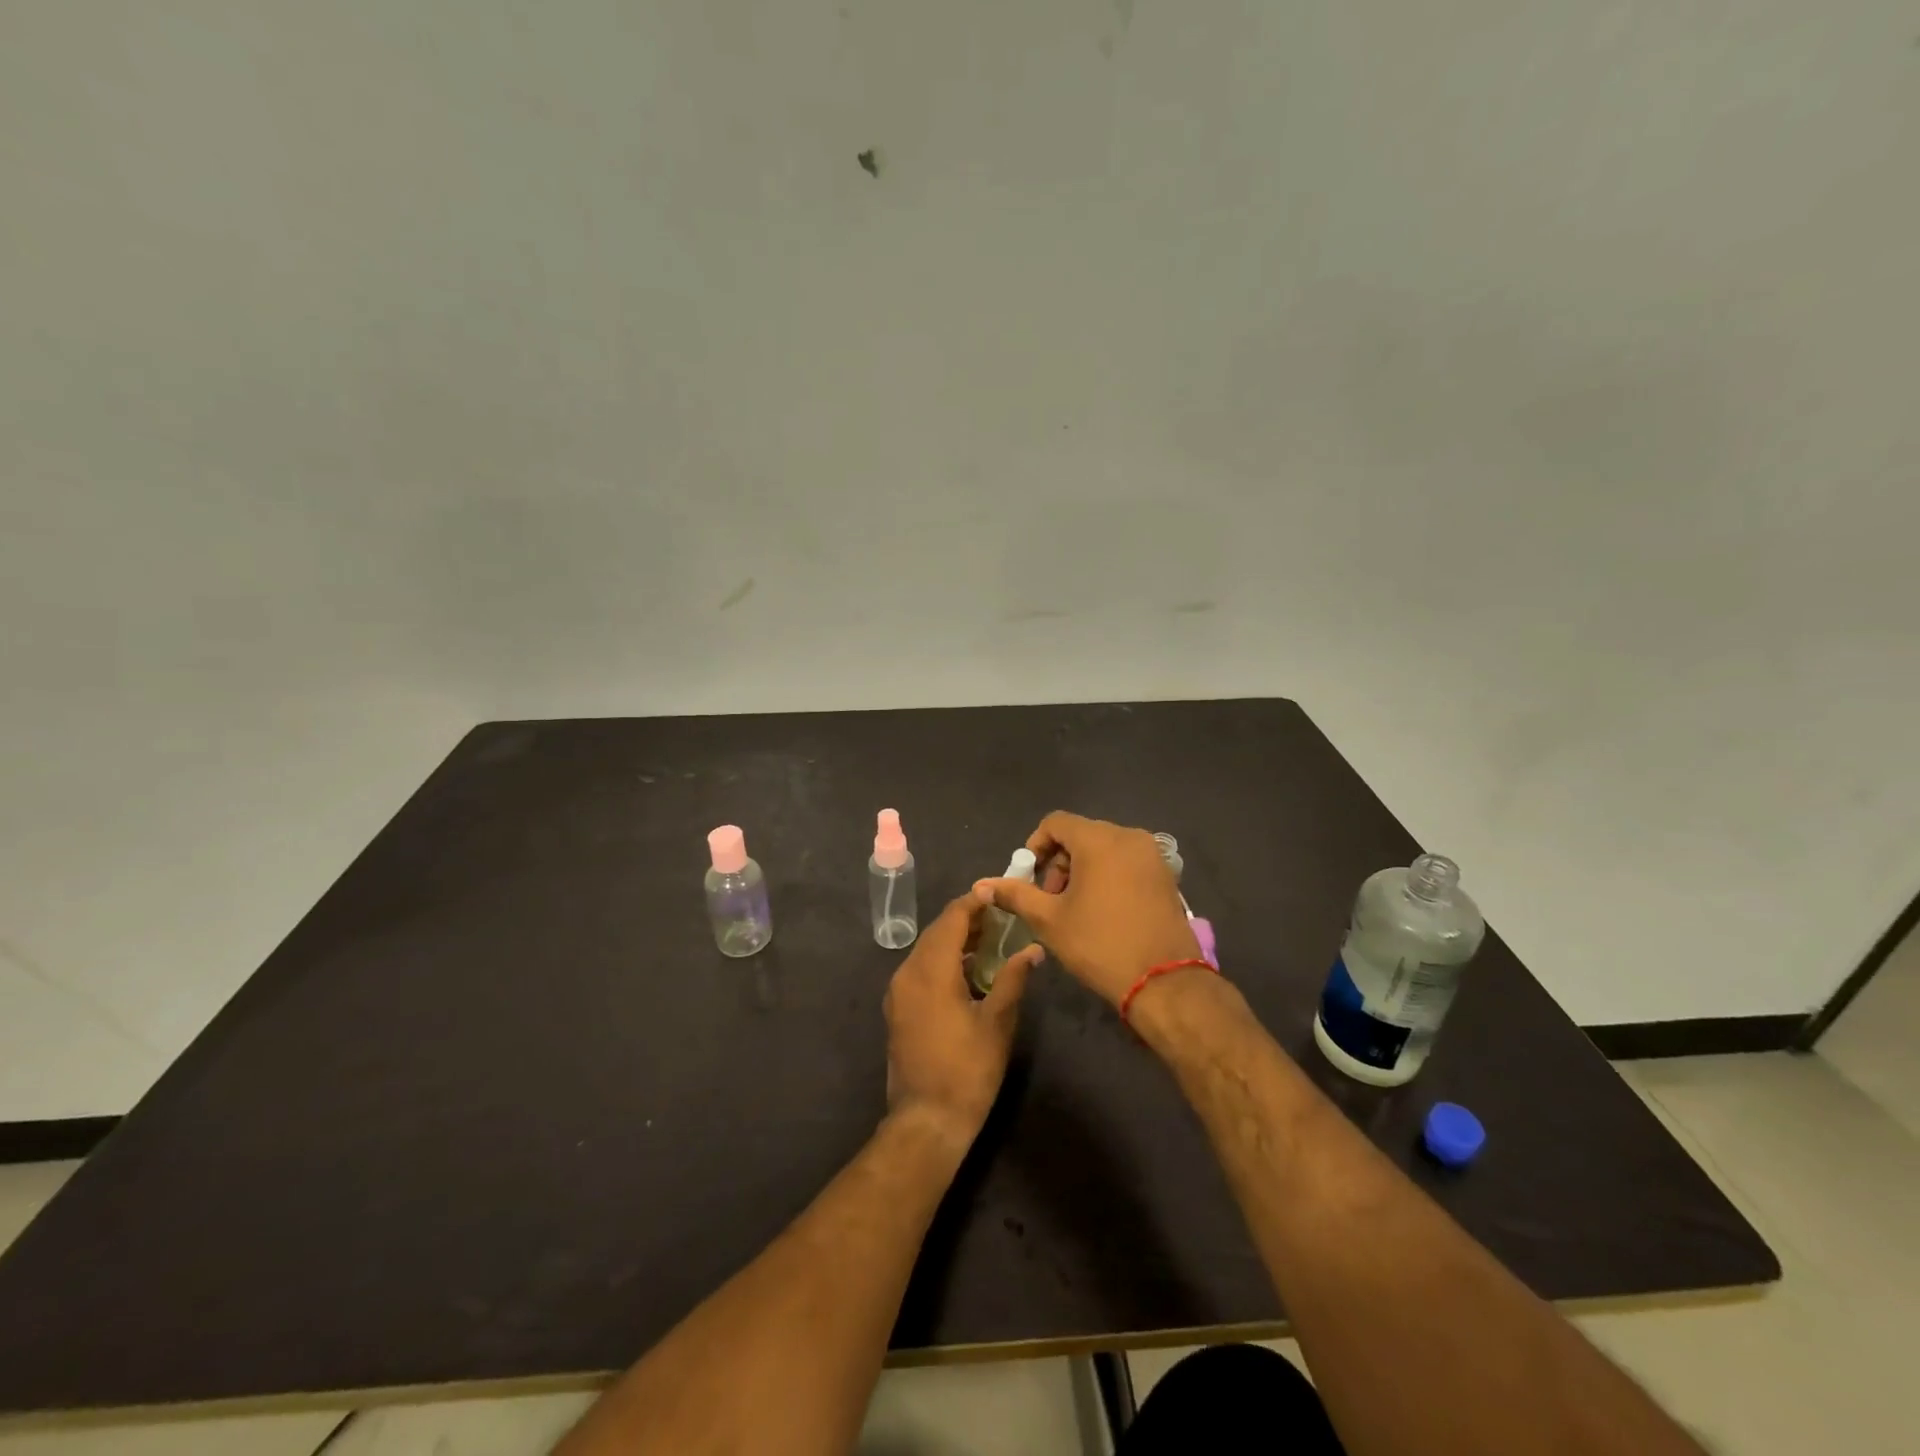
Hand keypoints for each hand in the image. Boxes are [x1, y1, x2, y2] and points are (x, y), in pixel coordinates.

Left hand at [884, 895, 1040, 1146]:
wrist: (926, 1120)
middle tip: (1000, 916)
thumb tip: (1033, 949)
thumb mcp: (997, 1022)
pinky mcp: (898, 1009)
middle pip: (937, 932)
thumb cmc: (967, 1070)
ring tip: (990, 939)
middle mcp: (907, 973)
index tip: (997, 892)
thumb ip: (1014, 979)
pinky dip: (943, 960)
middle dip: (967, 920)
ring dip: (955, 940)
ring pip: (927, 950)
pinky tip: (967, 970)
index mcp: (931, 970)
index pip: (952, 919)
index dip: (974, 902)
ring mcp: (898, 992)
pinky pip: (920, 970)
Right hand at [974, 811, 1198, 1007]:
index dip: (1035, 846)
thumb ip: (1015, 895)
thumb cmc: (1100, 944)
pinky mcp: (1166, 875)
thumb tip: (981, 885)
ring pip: (1104, 848)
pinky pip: (1126, 861)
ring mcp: (1151, 855)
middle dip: (1059, 861)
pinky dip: (1108, 875)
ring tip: (1075, 908)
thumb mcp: (1049, 920)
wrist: (1164, 982)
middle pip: (1081, 835)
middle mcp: (1128, 836)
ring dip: (1082, 869)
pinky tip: (1103, 910)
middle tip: (1050, 899)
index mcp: (1099, 839)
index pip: (1056, 822)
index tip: (1029, 878)